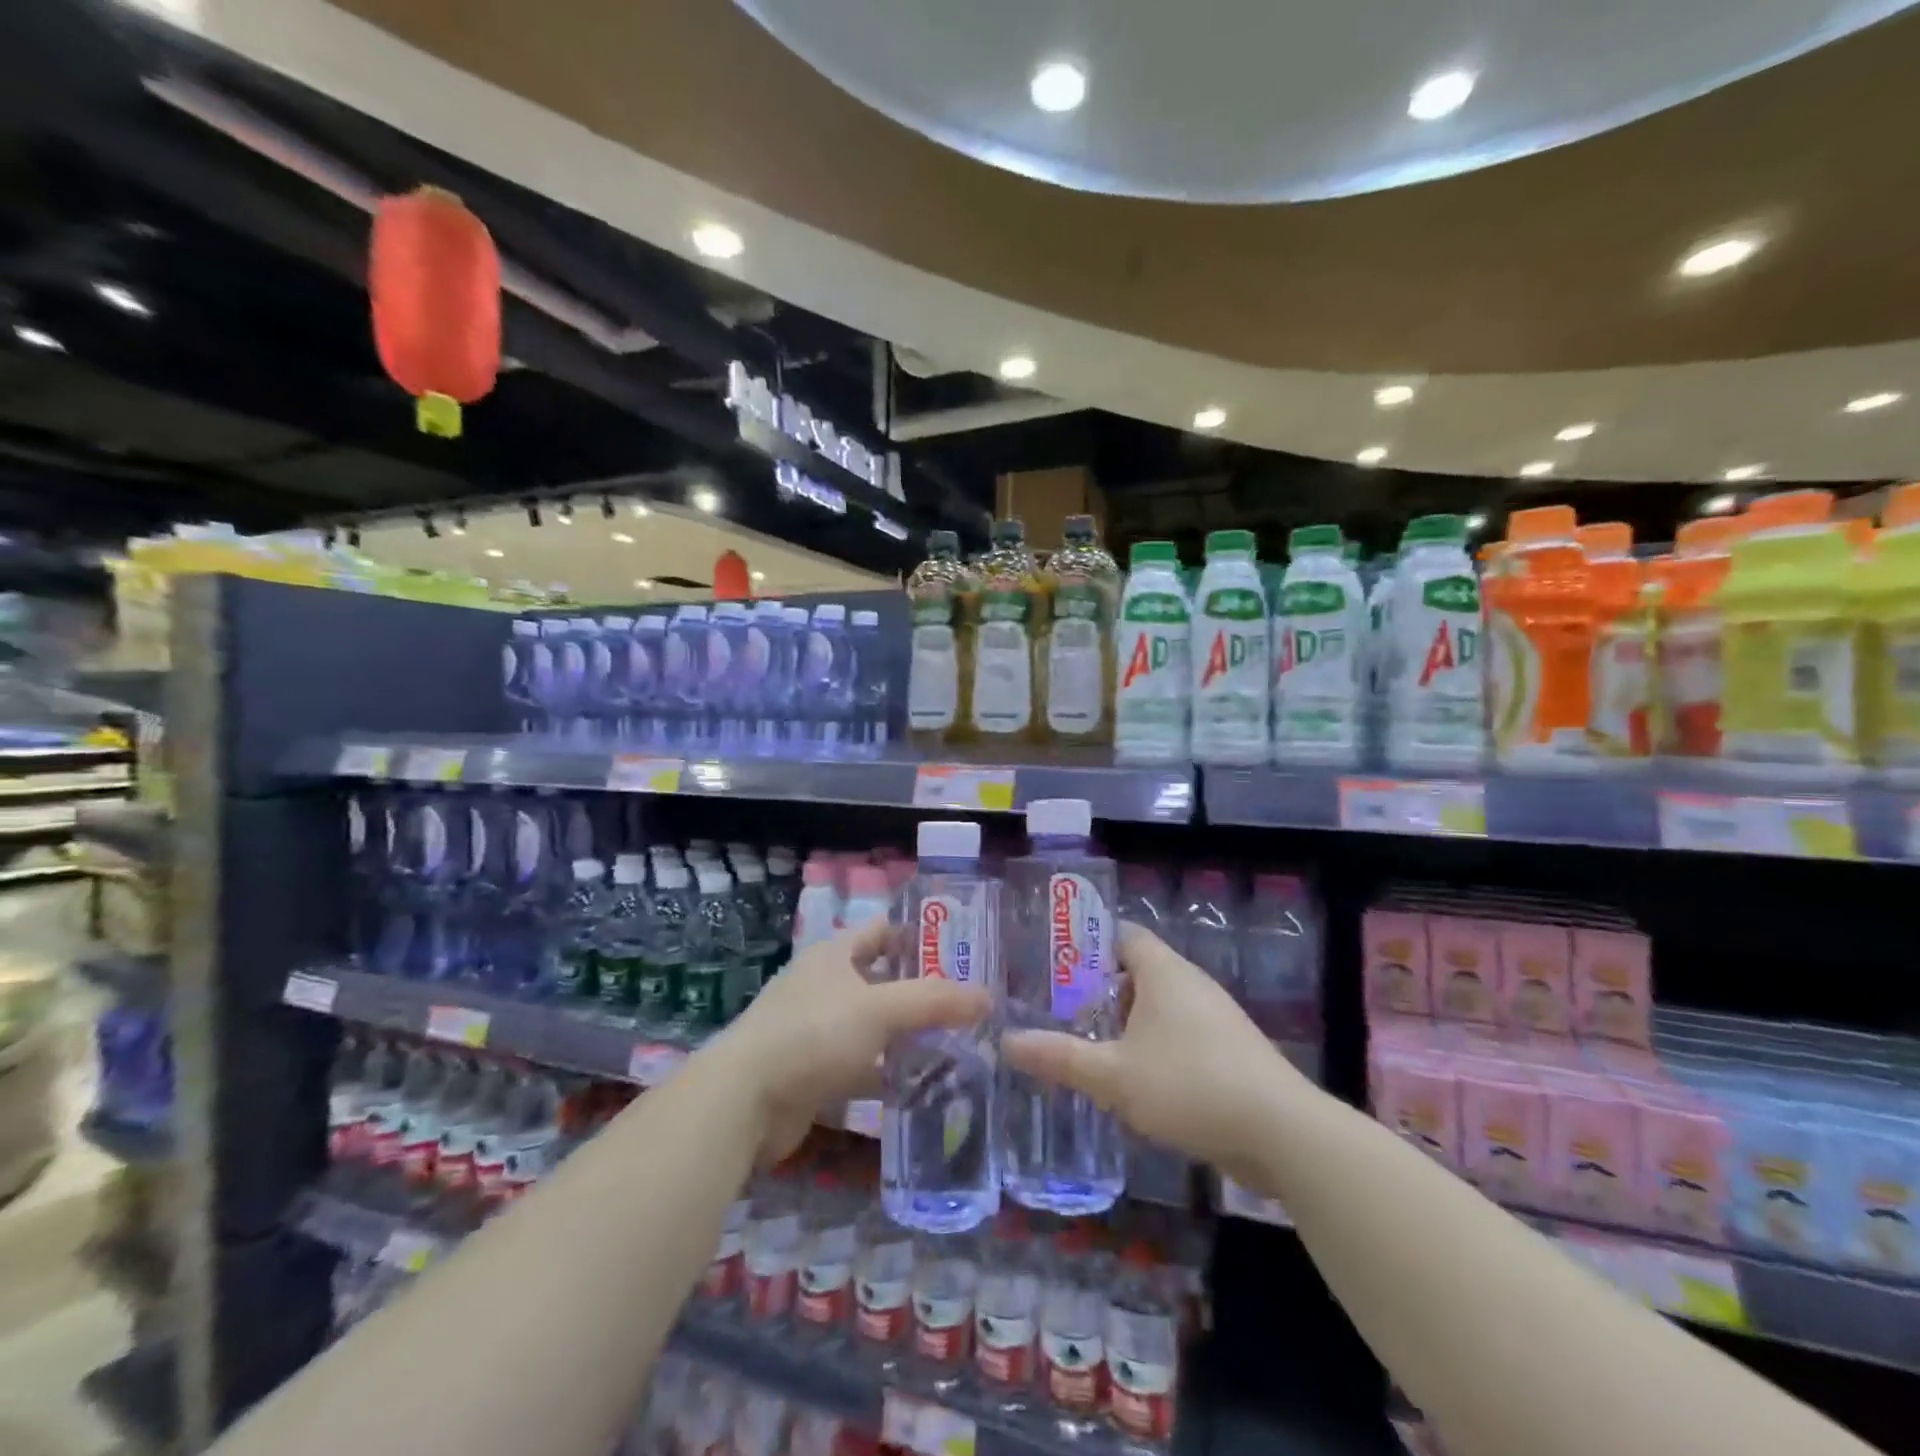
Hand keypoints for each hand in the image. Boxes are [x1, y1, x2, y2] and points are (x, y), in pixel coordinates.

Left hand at [712, 917, 989, 1163]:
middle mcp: (825, 986)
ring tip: (961, 1045)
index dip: (920, 936)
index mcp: (834, 954)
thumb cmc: (812, 1034)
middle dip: (923, 992)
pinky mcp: (815, 1073)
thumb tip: (988, 997)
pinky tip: (925, 1086)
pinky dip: (889, 1073)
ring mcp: (818, 1030)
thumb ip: (934, 1001)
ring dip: (909, 1036)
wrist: (743, 1103)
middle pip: (883, 980)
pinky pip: (863, 1066)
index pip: (884, 931)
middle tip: (971, 1004)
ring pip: (875, 1026)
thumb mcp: (878, 1009)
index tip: (963, 950)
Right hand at [1004, 922, 1296, 1179]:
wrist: (1282, 1134)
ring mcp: (1215, 1017)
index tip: (1052, 965)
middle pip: (1136, 972)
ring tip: (1088, 1047)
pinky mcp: (1230, 1051)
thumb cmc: (1190, 1085)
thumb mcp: (1114, 1075)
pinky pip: (1179, 1035)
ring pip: (1158, 1007)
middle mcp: (1190, 983)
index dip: (1086, 944)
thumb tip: (1006, 1041)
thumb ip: (1060, 1057)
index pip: (1120, 934)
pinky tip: (1133, 1081)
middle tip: (1059, 1012)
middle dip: (1098, 991)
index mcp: (1163, 970)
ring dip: (1125, 1024)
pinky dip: (1152, 1047)